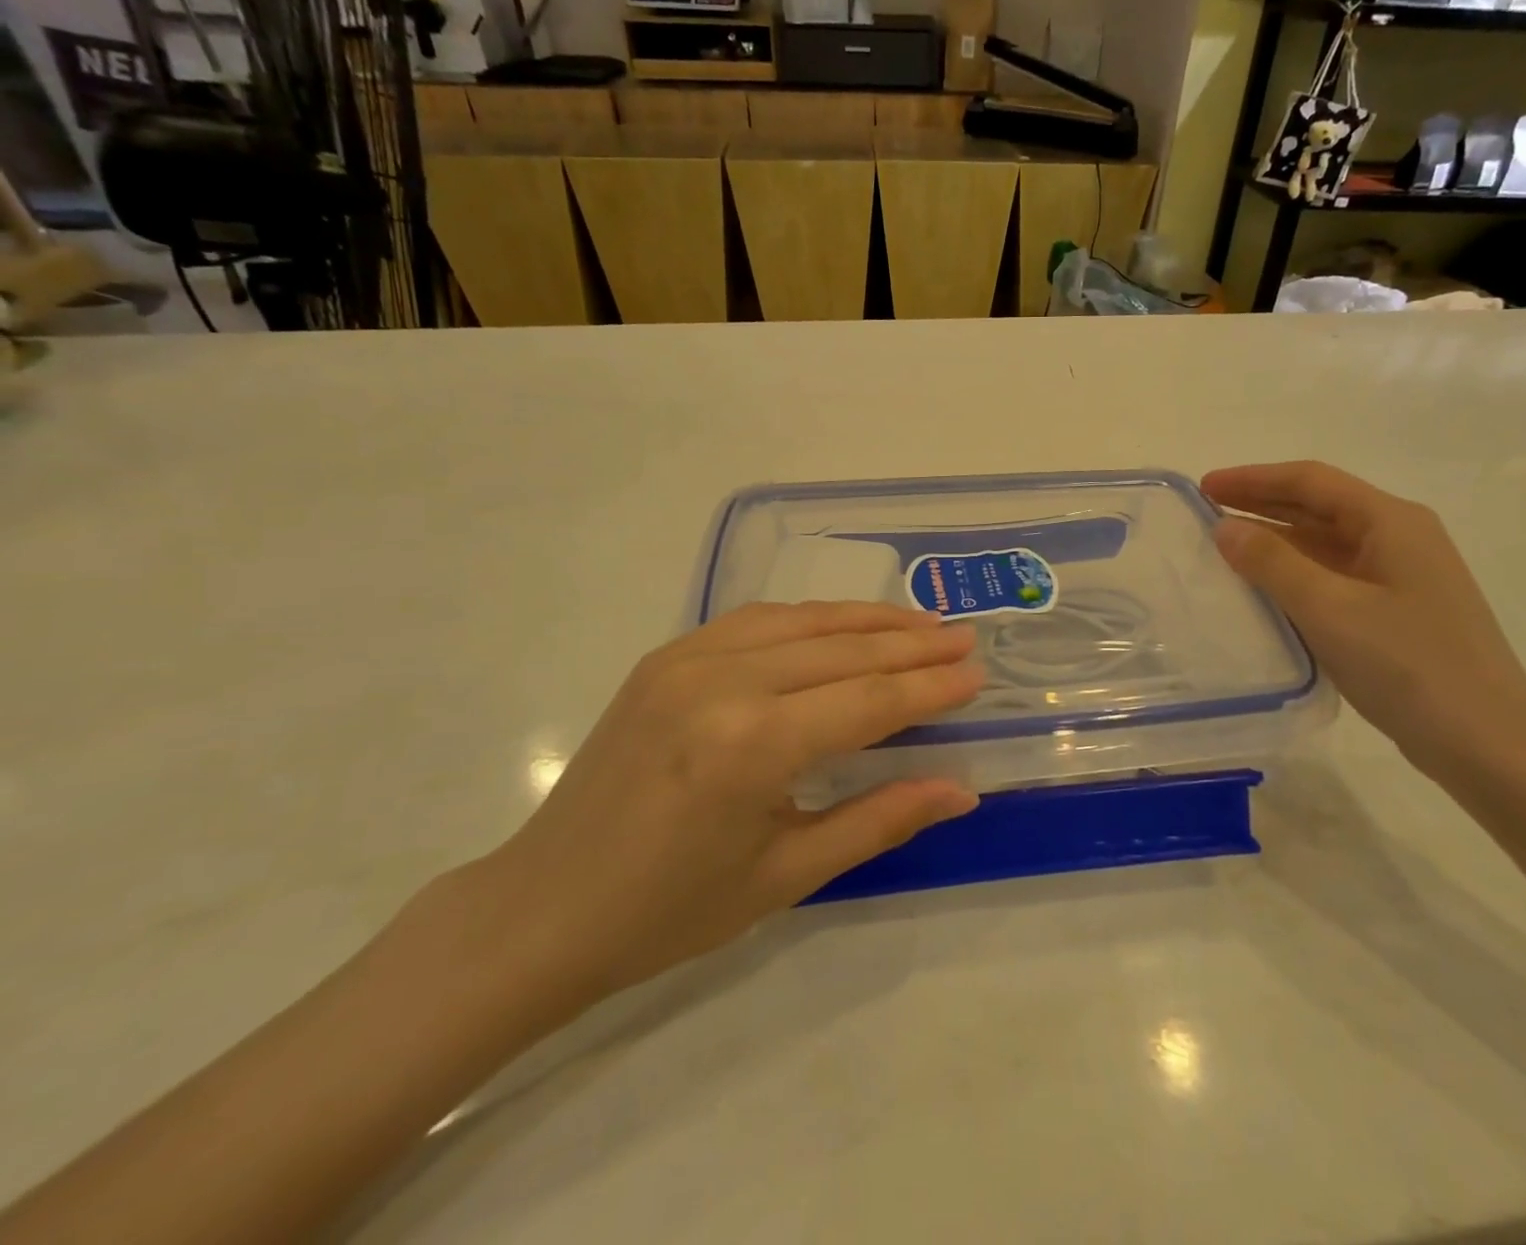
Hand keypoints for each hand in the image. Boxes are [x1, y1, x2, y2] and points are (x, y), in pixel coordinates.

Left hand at [469, 602, 984, 1016]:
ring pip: (803, 622)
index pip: (869, 699)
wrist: (544, 907)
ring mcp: (688, 658)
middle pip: (843, 650)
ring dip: (868, 620)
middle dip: (912, 643)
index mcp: (752, 745)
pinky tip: (843, 625)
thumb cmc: (670, 911)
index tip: (977, 673)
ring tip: (921, 622)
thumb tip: (961, 789)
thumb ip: (880, 819)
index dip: (929, 686)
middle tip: (964, 637)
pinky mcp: (667, 654)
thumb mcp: (787, 873)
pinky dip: (812, 619)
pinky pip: (757, 620)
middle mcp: (724, 682)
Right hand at [1203, 462, 1525, 773]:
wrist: (1488, 745)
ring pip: (1326, 543)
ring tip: (1225, 547)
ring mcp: (1401, 577)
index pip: (1311, 481)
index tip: (1204, 487)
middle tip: (1205, 511)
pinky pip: (1334, 576)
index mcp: (1391, 522)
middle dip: (1261, 504)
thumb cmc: (1409, 666)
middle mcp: (1400, 538)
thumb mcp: (1330, 610)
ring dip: (1276, 540)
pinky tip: (1265, 590)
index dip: (1253, 479)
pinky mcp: (1397, 612)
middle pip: (1320, 506)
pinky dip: (1294, 573)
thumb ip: (1272, 563)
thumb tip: (1225, 528)